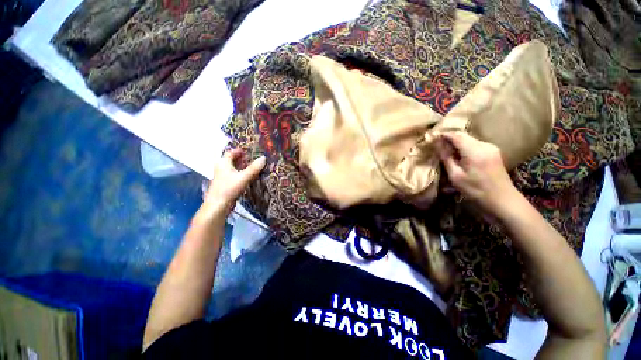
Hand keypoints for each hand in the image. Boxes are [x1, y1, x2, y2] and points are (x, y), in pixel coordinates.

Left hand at [197, 149, 265, 221]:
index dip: (239, 151)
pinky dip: (239, 174)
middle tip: (252, 159)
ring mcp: (221, 176)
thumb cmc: (229, 188)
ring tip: (252, 167)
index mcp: (223, 163)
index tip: (248, 151)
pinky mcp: (224, 184)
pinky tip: (247, 177)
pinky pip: (233, 175)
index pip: (231, 152)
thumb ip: (254, 168)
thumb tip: (264, 157)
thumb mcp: (244, 177)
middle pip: (231, 160)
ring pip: (232, 168)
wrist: (218, 205)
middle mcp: (221, 168)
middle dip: (241, 159)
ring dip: (241, 167)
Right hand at [435, 131, 517, 216]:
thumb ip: (446, 158)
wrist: (502, 199)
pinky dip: (465, 146)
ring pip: (469, 139)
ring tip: (447, 150)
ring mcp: (491, 147)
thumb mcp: (456, 176)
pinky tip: (460, 154)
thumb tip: (437, 144)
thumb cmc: (475, 190)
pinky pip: (475, 144)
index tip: (433, 137)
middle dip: (450, 138)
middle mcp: (484, 145)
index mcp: (474, 151)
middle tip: (438, 144)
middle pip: (464, 135)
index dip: (444, 135)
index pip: (456, 136)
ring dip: (457, 142)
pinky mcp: (493, 151)